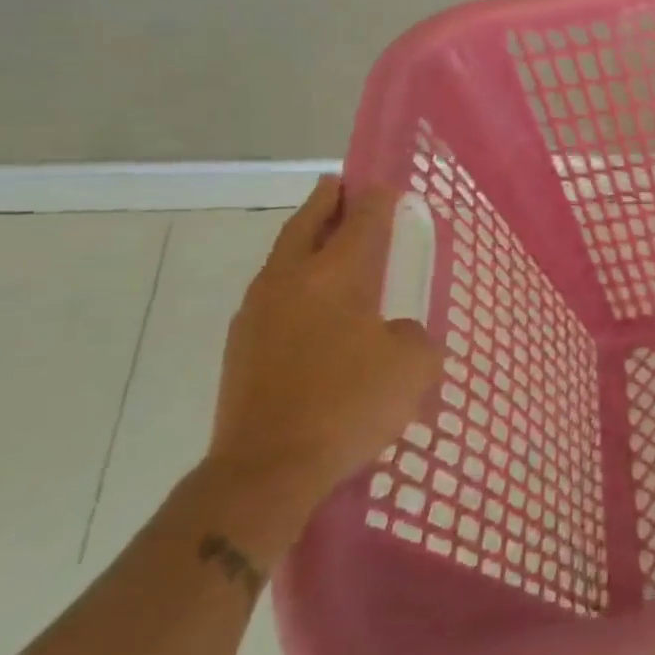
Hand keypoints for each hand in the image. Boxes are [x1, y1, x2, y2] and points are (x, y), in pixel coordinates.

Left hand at [206, 176, 441, 523]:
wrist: (266, 469)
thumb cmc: (348, 404)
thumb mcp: (411, 366)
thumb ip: (413, 337)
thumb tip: (394, 333)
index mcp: (335, 274)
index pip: (360, 220)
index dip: (376, 200)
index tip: (386, 187)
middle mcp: (291, 281)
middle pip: (307, 225)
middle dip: (325, 201)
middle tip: (338, 185)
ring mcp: (258, 313)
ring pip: (282, 257)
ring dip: (304, 238)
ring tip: (323, 236)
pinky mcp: (241, 347)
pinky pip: (272, 293)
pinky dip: (292, 279)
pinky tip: (308, 299)